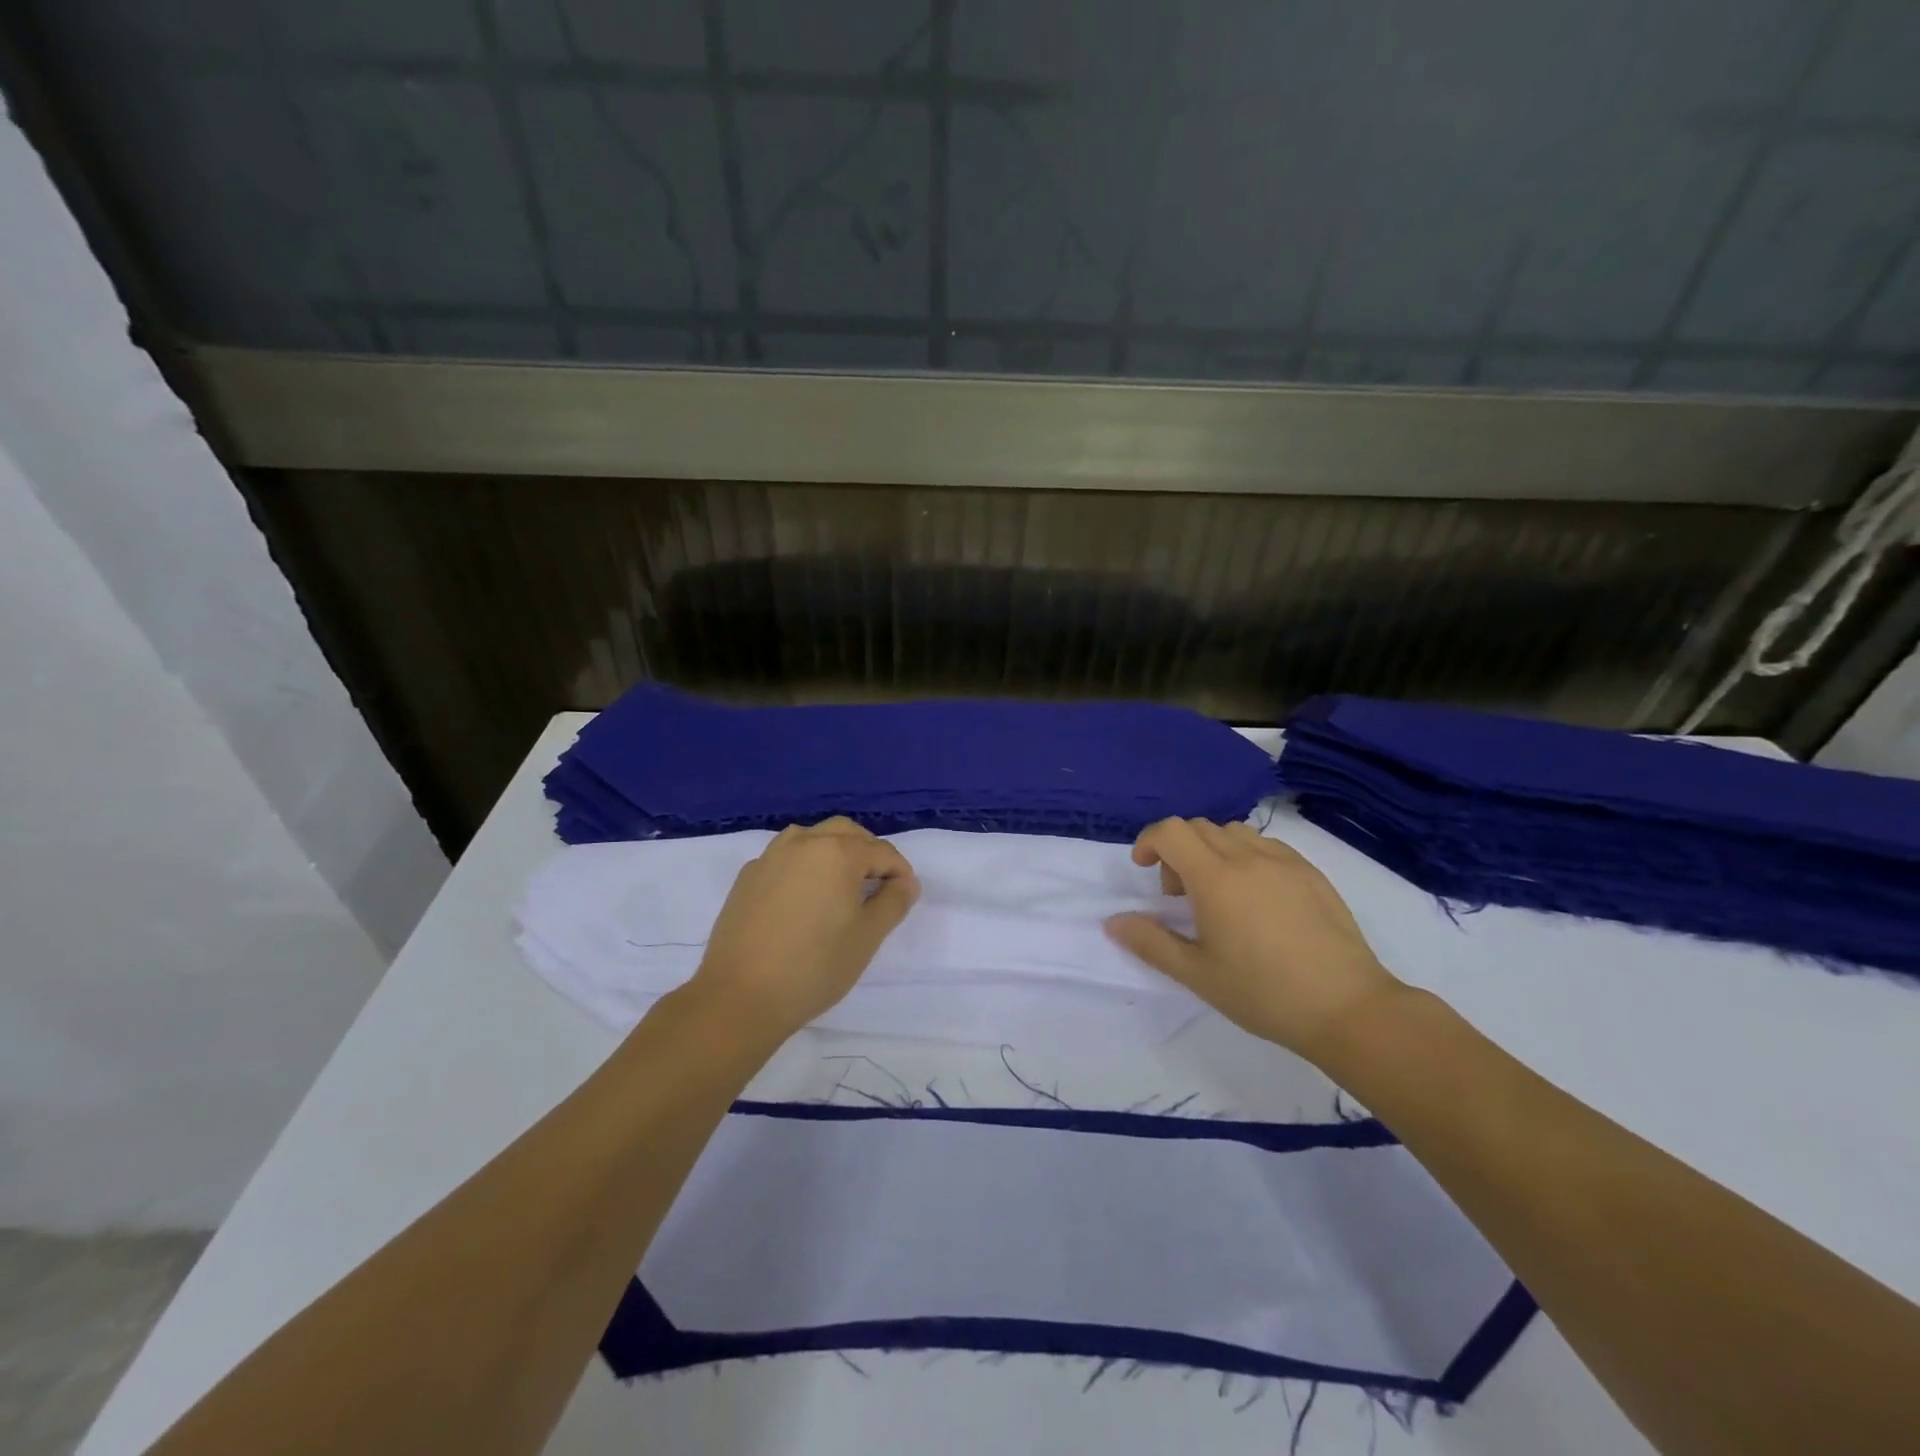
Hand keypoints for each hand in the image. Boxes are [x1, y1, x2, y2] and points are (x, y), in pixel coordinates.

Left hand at [688, 818, 918, 1041]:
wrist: (740, 996)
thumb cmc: (814, 967)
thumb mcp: (867, 937)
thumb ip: (893, 902)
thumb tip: (904, 882)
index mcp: (837, 853)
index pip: (881, 851)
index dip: (900, 872)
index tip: (905, 896)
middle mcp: (803, 843)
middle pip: (845, 832)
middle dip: (867, 852)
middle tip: (878, 884)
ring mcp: (770, 857)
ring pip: (811, 837)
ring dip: (833, 851)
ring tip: (841, 885)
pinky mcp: (747, 877)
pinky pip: (785, 857)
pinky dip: (804, 865)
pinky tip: (804, 896)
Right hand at [1104, 818, 1405, 1063]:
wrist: (1347, 1008)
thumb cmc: (1263, 993)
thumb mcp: (1197, 974)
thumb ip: (1150, 942)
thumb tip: (1113, 921)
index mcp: (1215, 878)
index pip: (1171, 831)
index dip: (1149, 842)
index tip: (1144, 870)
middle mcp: (1248, 858)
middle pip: (1199, 827)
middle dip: (1177, 850)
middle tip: (1180, 895)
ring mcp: (1284, 861)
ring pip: (1234, 833)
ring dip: (1212, 850)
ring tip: (1219, 894)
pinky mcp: (1311, 873)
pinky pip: (1266, 846)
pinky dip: (1246, 857)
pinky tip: (1256, 899)